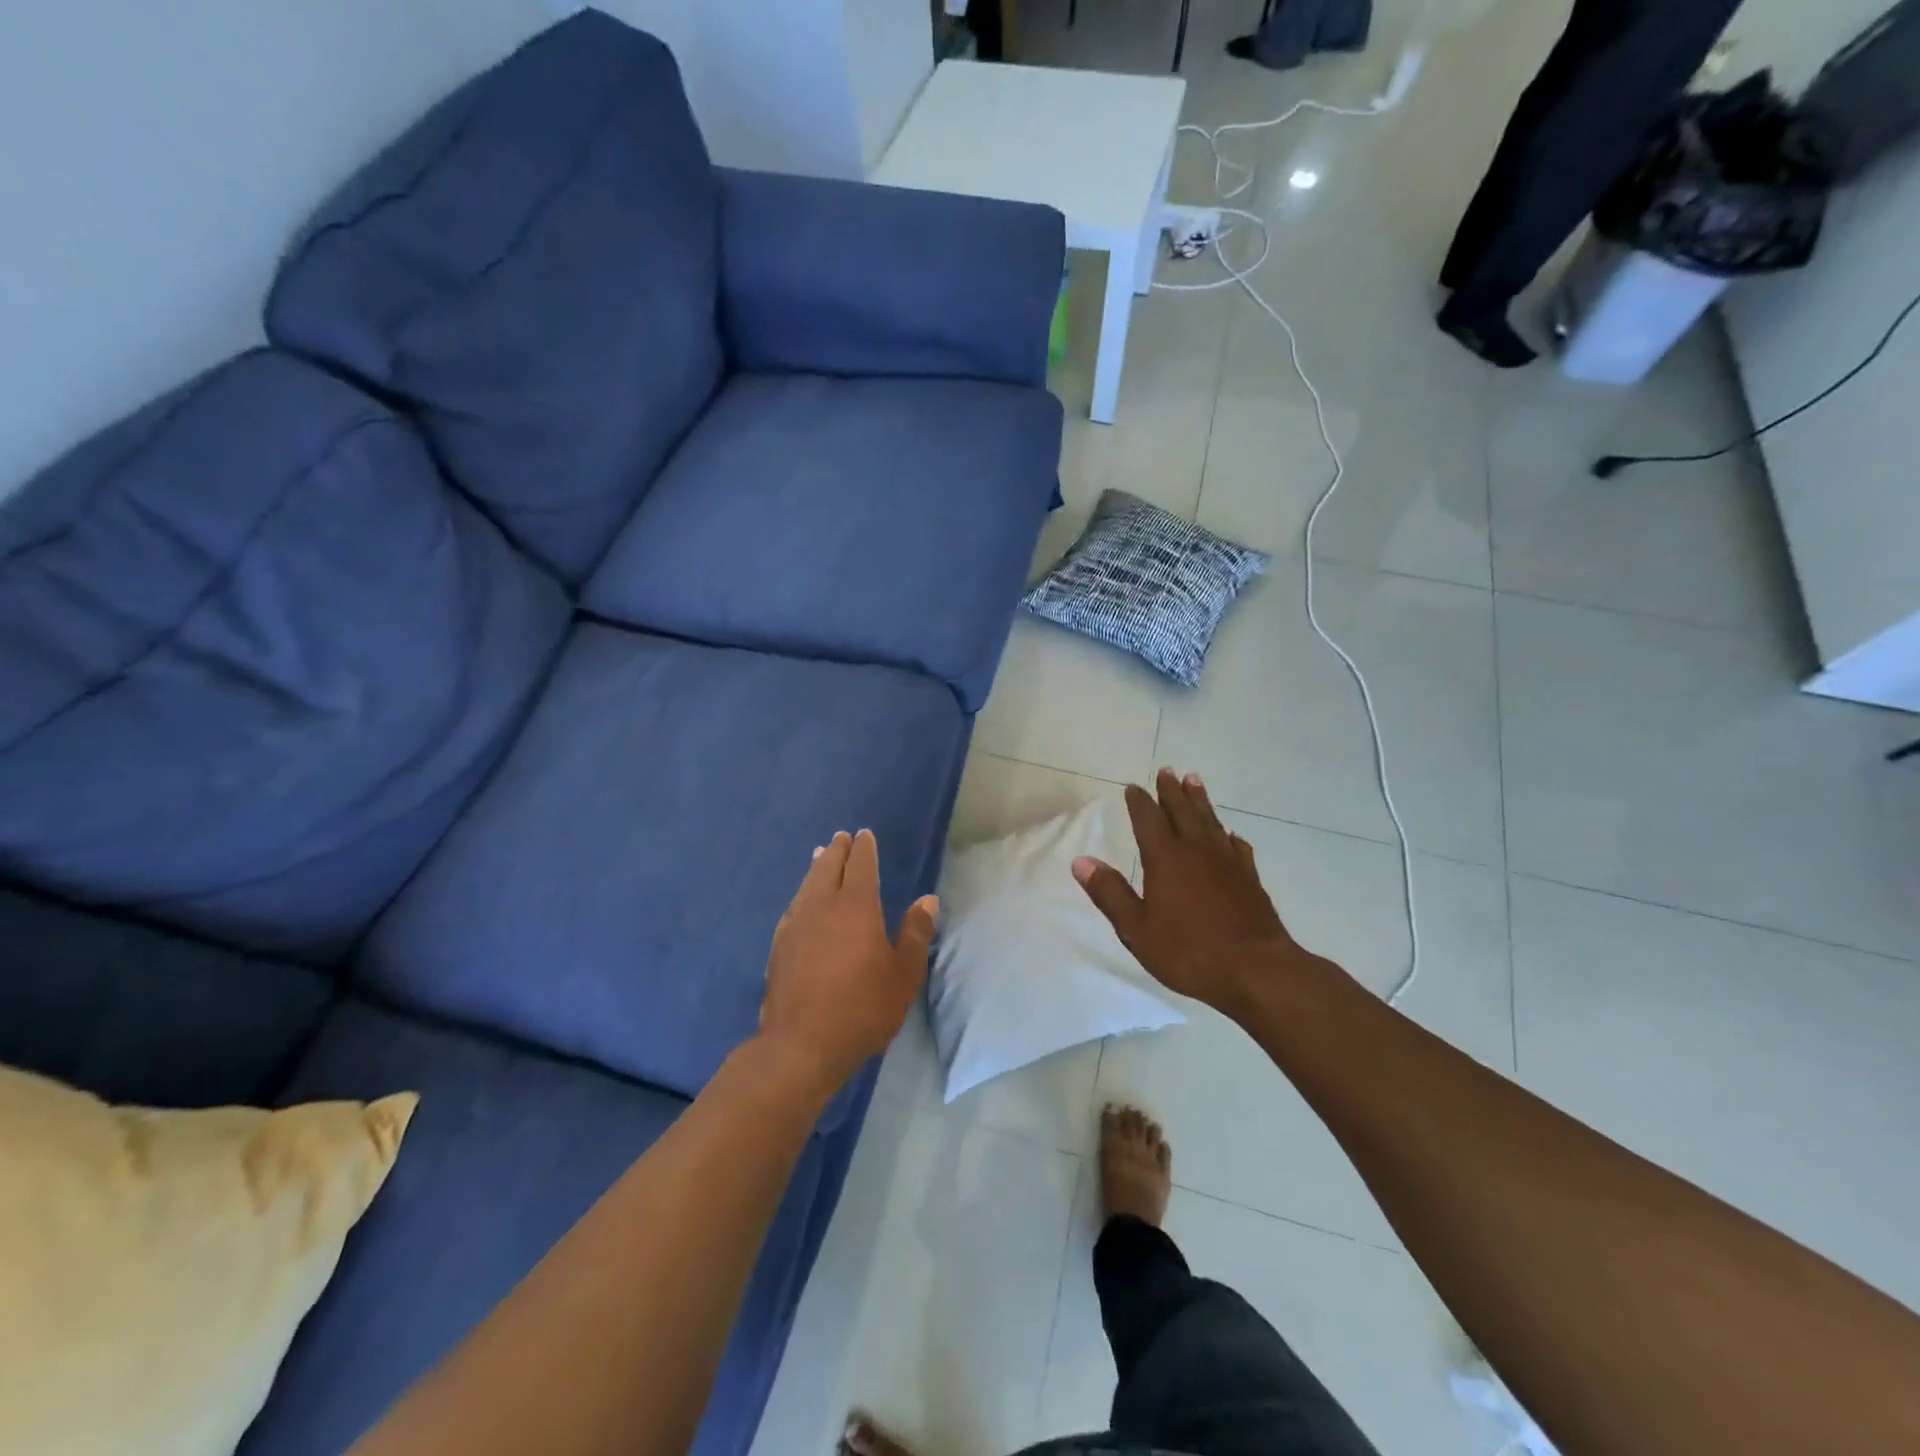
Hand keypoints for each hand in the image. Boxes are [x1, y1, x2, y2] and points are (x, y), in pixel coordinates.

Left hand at [760, 829, 936, 1090]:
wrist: (801, 1044)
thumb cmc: (862, 1007)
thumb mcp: (903, 974)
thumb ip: (915, 933)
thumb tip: (927, 900)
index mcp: (857, 907)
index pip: (861, 866)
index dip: (865, 849)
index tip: (864, 834)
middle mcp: (823, 906)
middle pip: (829, 868)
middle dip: (837, 850)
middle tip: (841, 837)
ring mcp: (796, 924)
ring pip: (807, 884)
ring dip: (817, 867)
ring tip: (819, 856)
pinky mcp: (778, 945)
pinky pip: (793, 906)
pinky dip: (802, 893)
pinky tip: (801, 901)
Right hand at [1072, 769, 1297, 1014]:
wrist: (1256, 970)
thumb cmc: (1189, 951)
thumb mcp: (1137, 928)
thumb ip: (1110, 893)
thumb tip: (1080, 861)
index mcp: (1165, 858)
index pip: (1148, 820)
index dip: (1139, 802)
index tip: (1133, 787)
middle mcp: (1197, 851)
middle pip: (1182, 811)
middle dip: (1171, 791)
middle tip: (1167, 771)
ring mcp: (1227, 863)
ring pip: (1211, 821)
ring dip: (1200, 801)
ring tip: (1195, 781)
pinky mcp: (1250, 879)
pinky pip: (1237, 847)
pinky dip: (1229, 836)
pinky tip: (1229, 835)